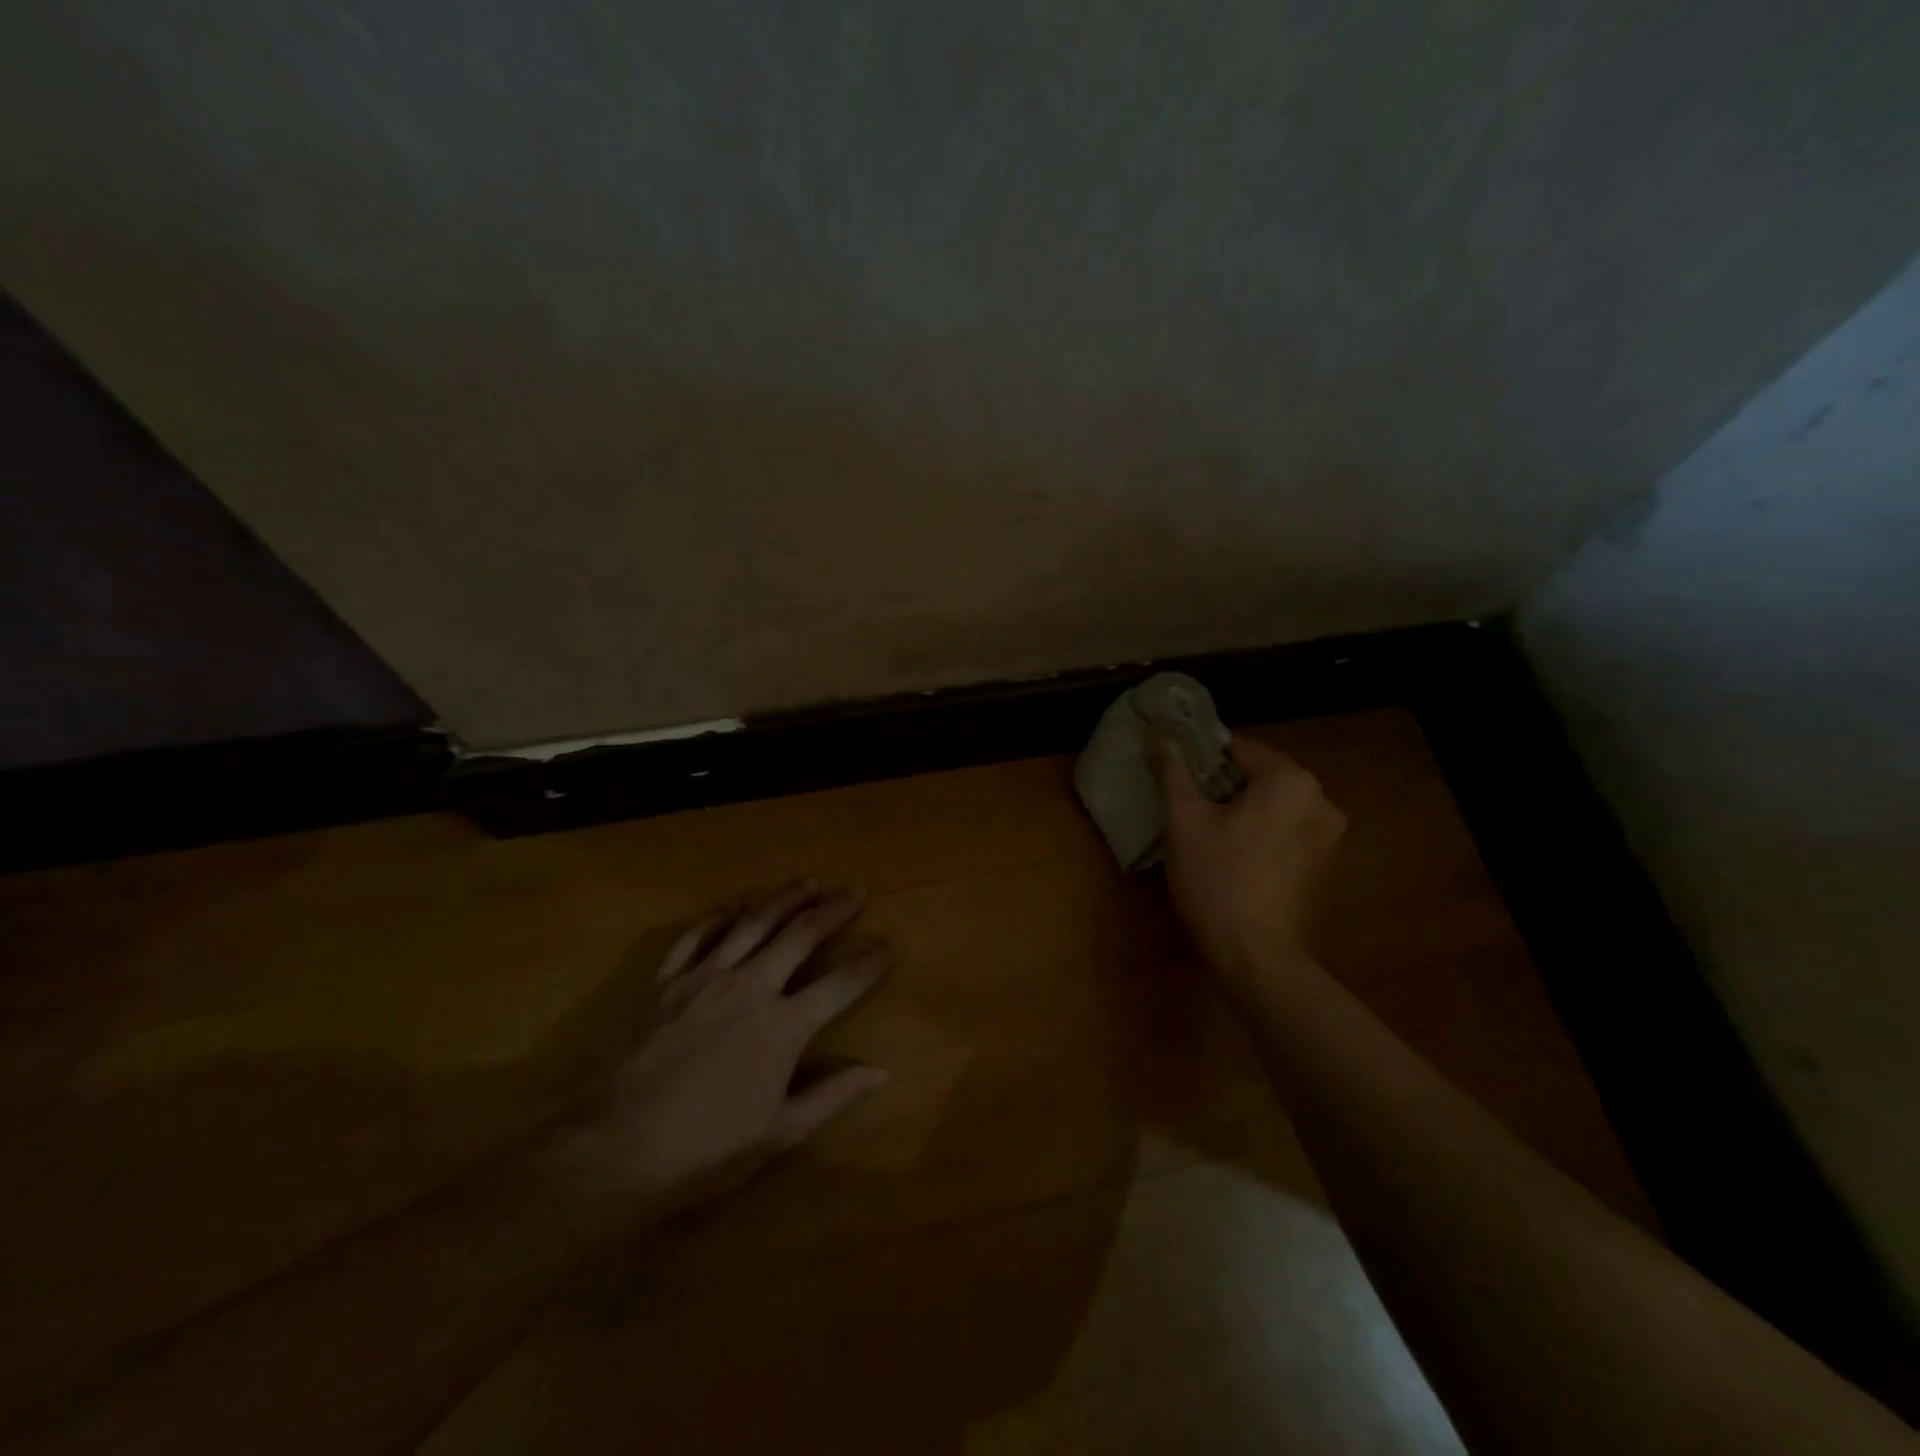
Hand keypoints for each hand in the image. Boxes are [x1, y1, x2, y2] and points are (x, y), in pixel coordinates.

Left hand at [559, 880, 891, 1213]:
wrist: (619, 1149)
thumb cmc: (707, 1149)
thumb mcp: (779, 1133)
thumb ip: (832, 1096)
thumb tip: (881, 1072)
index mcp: (783, 1026)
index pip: (841, 984)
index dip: (872, 962)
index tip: (893, 942)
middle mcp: (751, 988)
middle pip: (800, 936)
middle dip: (833, 911)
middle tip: (856, 892)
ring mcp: (706, 978)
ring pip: (753, 924)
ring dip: (784, 900)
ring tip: (807, 883)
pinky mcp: (669, 982)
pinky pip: (698, 936)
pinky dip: (720, 917)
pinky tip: (734, 907)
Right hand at [1154, 733, 1345, 1005]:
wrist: (1256, 956)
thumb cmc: (1216, 879)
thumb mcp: (1184, 820)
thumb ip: (1172, 770)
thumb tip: (1156, 732)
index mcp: (1290, 780)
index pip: (1238, 749)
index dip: (1201, 759)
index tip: (1176, 778)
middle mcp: (1321, 799)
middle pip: (1260, 776)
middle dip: (1224, 787)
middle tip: (1187, 808)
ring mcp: (1330, 835)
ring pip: (1275, 805)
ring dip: (1245, 811)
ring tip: (1209, 834)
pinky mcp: (1327, 865)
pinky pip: (1288, 832)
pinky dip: (1264, 834)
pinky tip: (1237, 858)